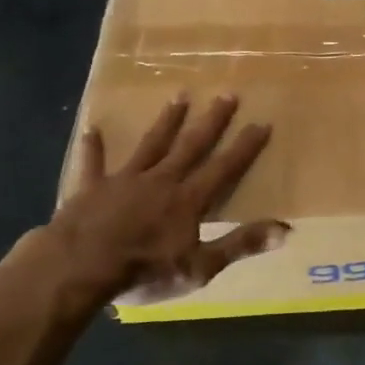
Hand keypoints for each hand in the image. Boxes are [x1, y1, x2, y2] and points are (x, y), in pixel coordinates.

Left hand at [27, 93, 284, 309]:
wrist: (78, 268)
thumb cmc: (143, 270)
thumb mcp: (200, 267)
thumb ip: (240, 245)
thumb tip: (286, 229)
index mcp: (188, 199)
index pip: (224, 167)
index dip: (245, 146)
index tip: (262, 122)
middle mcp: (161, 180)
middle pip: (191, 145)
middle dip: (212, 120)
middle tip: (228, 94)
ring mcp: (125, 180)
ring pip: (151, 144)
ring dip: (167, 120)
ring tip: (180, 95)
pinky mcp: (91, 188)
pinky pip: (93, 163)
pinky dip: (94, 147)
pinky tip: (92, 128)